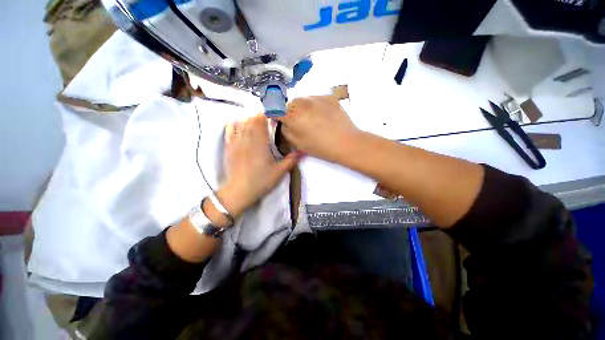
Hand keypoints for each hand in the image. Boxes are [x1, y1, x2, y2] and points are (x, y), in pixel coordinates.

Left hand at [216, 114, 303, 217]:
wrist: (239, 191)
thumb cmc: (261, 182)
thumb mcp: (279, 172)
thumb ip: (291, 160)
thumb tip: (304, 151)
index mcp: (261, 144)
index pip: (261, 121)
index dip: (267, 113)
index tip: (274, 111)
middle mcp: (247, 139)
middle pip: (251, 119)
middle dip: (260, 114)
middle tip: (268, 114)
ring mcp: (236, 142)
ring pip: (241, 122)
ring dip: (249, 117)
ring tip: (256, 118)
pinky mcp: (229, 147)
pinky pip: (230, 129)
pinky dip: (235, 123)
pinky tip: (240, 122)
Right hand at [278, 96, 362, 162]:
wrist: (346, 142)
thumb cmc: (320, 147)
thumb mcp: (298, 144)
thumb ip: (286, 131)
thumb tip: (283, 122)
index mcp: (292, 116)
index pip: (276, 110)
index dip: (277, 115)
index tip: (281, 121)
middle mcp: (302, 102)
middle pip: (290, 104)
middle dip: (291, 112)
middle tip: (300, 123)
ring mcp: (316, 98)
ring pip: (304, 100)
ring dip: (304, 108)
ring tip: (314, 120)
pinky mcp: (328, 97)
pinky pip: (316, 99)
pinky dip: (316, 106)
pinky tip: (324, 116)